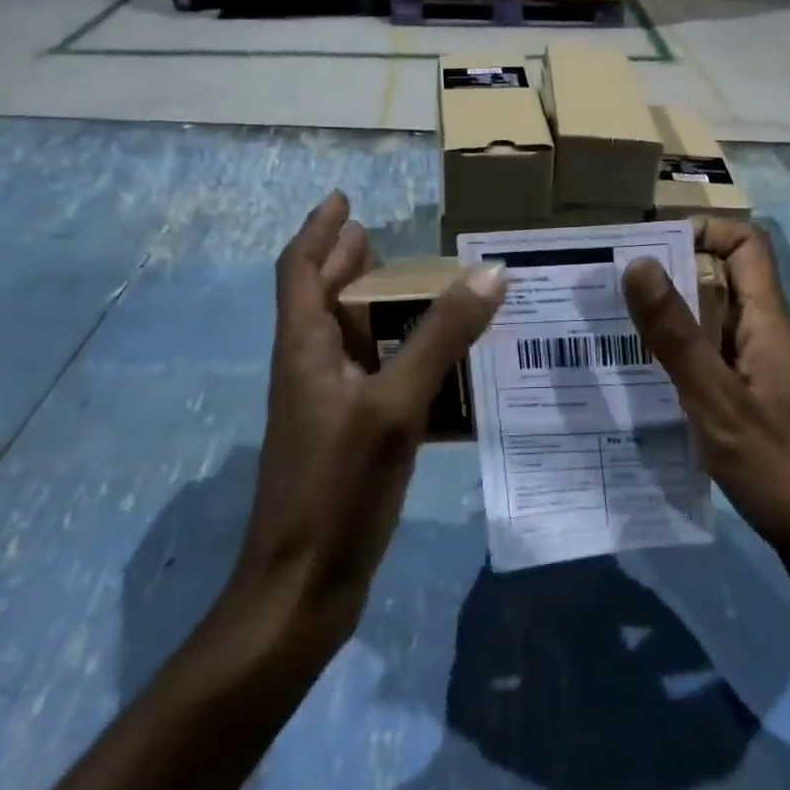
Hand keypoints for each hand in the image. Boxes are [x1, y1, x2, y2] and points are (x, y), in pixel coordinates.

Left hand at [230, 192, 506, 653]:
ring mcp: (328, 405)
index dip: (318, 229)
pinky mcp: (347, 437)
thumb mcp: (395, 405)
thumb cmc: (337, 488)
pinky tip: (441, 361)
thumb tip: (490, 272)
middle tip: (387, 238)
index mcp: (305, 347)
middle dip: (349, 262)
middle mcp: (310, 367)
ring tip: (423, 287)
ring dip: (379, 306)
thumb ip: (442, 337)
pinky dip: (401, 353)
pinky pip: (375, 374)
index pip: (299, 269)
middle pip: (324, 297)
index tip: (343, 199)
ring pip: (352, 337)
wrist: (301, 590)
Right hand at [623, 216, 789, 601]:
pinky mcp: (752, 408)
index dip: (703, 231)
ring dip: (666, 323)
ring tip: (609, 333)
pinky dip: (675, 365)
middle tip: (607, 291)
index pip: (745, 244)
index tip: (648, 247)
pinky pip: (709, 367)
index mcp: (766, 321)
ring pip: (709, 327)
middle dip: (667, 277)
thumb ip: (677, 335)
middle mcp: (763, 337)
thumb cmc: (788, 469)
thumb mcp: (720, 401)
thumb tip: (637, 262)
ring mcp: (758, 374)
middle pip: (719, 281)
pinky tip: (639, 387)